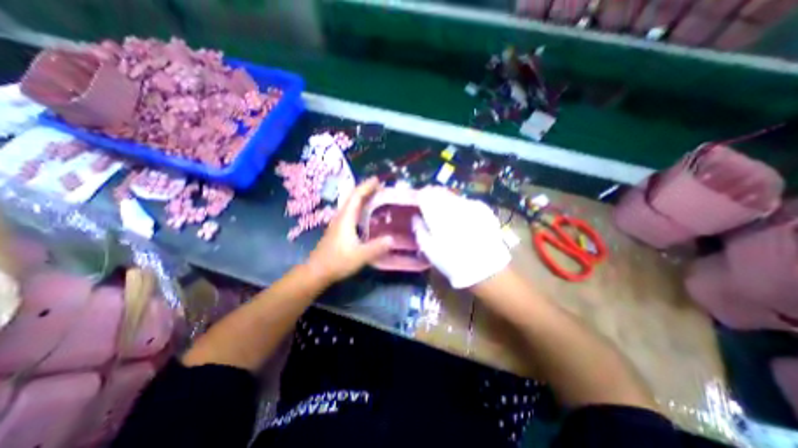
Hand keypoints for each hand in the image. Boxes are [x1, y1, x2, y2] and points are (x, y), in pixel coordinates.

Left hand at [307, 175, 390, 283]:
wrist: (317, 271)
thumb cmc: (337, 262)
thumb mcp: (360, 256)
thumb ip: (377, 247)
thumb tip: (392, 239)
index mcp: (345, 218)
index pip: (356, 196)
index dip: (367, 186)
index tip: (378, 180)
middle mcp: (341, 217)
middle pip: (352, 197)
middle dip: (365, 189)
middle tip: (380, 187)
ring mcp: (338, 223)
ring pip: (350, 204)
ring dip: (362, 197)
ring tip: (376, 196)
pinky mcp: (338, 230)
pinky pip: (350, 212)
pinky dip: (360, 207)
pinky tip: (366, 214)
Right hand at [411, 188, 510, 288]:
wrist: (486, 268)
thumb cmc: (452, 261)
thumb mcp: (429, 249)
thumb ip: (419, 229)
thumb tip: (415, 217)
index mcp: (439, 214)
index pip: (424, 195)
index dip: (417, 195)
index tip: (414, 200)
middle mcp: (454, 204)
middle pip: (438, 191)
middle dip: (430, 195)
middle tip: (425, 203)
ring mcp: (470, 205)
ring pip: (451, 195)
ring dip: (443, 199)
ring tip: (441, 210)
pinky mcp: (482, 209)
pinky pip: (464, 201)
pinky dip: (457, 205)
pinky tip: (458, 216)